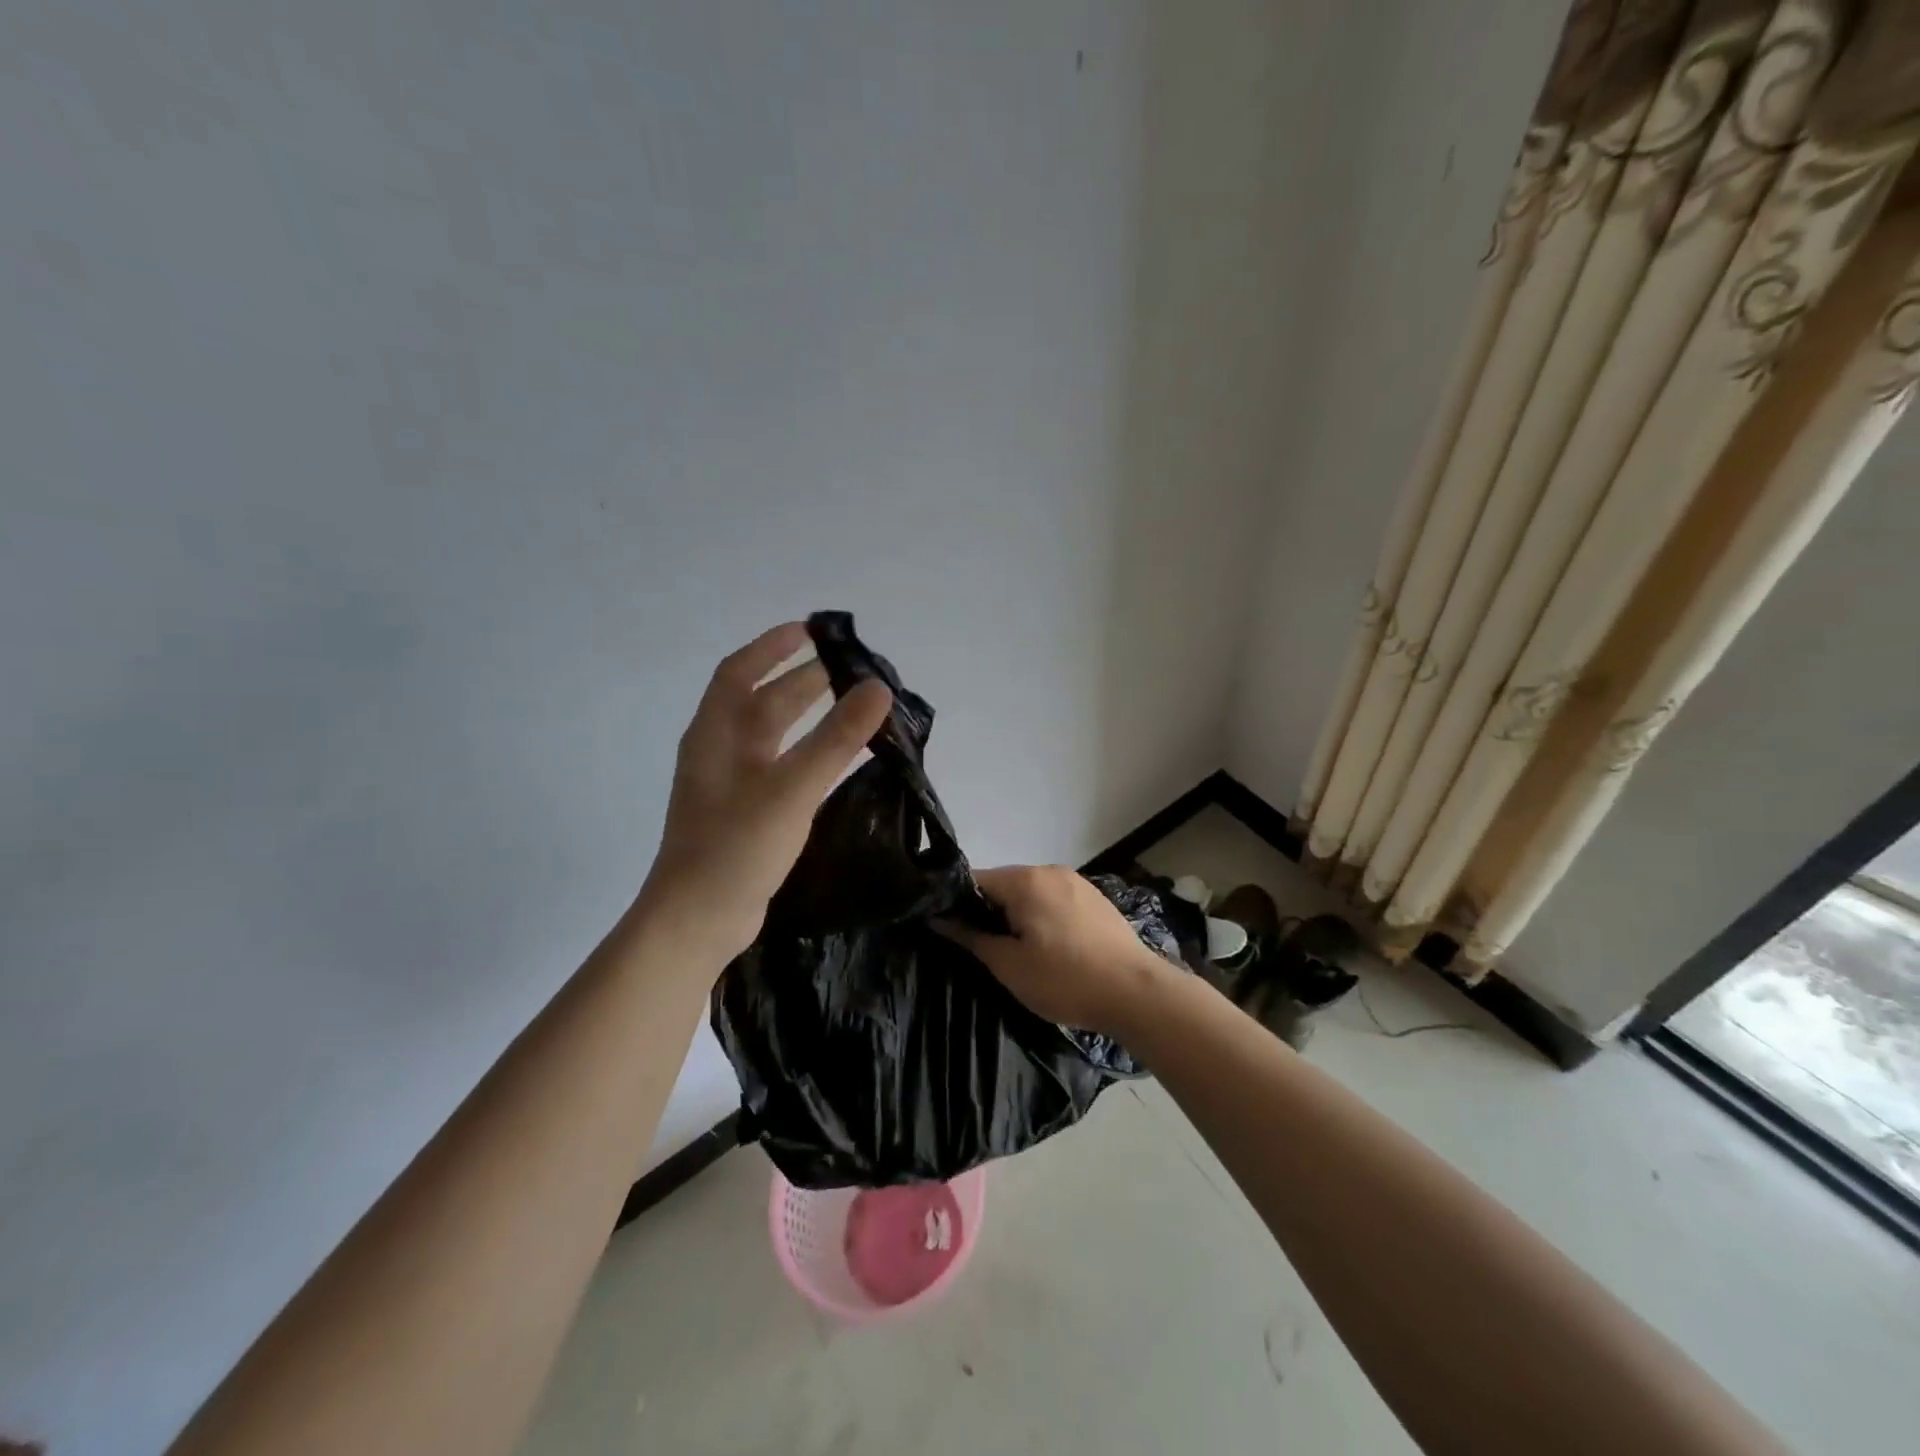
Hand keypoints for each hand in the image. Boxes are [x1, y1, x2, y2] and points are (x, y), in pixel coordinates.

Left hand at [641, 622, 891, 962]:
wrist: (698, 920)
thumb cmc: (737, 846)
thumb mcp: (791, 788)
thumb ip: (836, 738)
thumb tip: (878, 688)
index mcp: (717, 734)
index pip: (740, 672)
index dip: (773, 647)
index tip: (811, 630)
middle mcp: (719, 751)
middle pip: (760, 701)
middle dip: (800, 680)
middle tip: (849, 671)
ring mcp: (729, 785)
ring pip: (770, 736)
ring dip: (804, 716)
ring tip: (848, 706)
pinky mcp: (744, 814)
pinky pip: (778, 767)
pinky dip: (805, 752)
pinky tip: (832, 761)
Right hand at [938, 865, 1177, 1034]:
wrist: (1136, 993)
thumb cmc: (1066, 980)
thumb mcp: (1009, 966)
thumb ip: (971, 938)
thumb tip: (939, 919)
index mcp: (1025, 880)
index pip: (975, 880)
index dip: (956, 904)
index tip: (949, 930)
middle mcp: (1049, 871)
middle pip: (1004, 884)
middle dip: (989, 911)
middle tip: (984, 949)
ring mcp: (1076, 882)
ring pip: (1031, 893)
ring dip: (1018, 915)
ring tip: (1017, 951)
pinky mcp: (1095, 898)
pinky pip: (1055, 900)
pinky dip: (1043, 916)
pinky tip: (1050, 947)